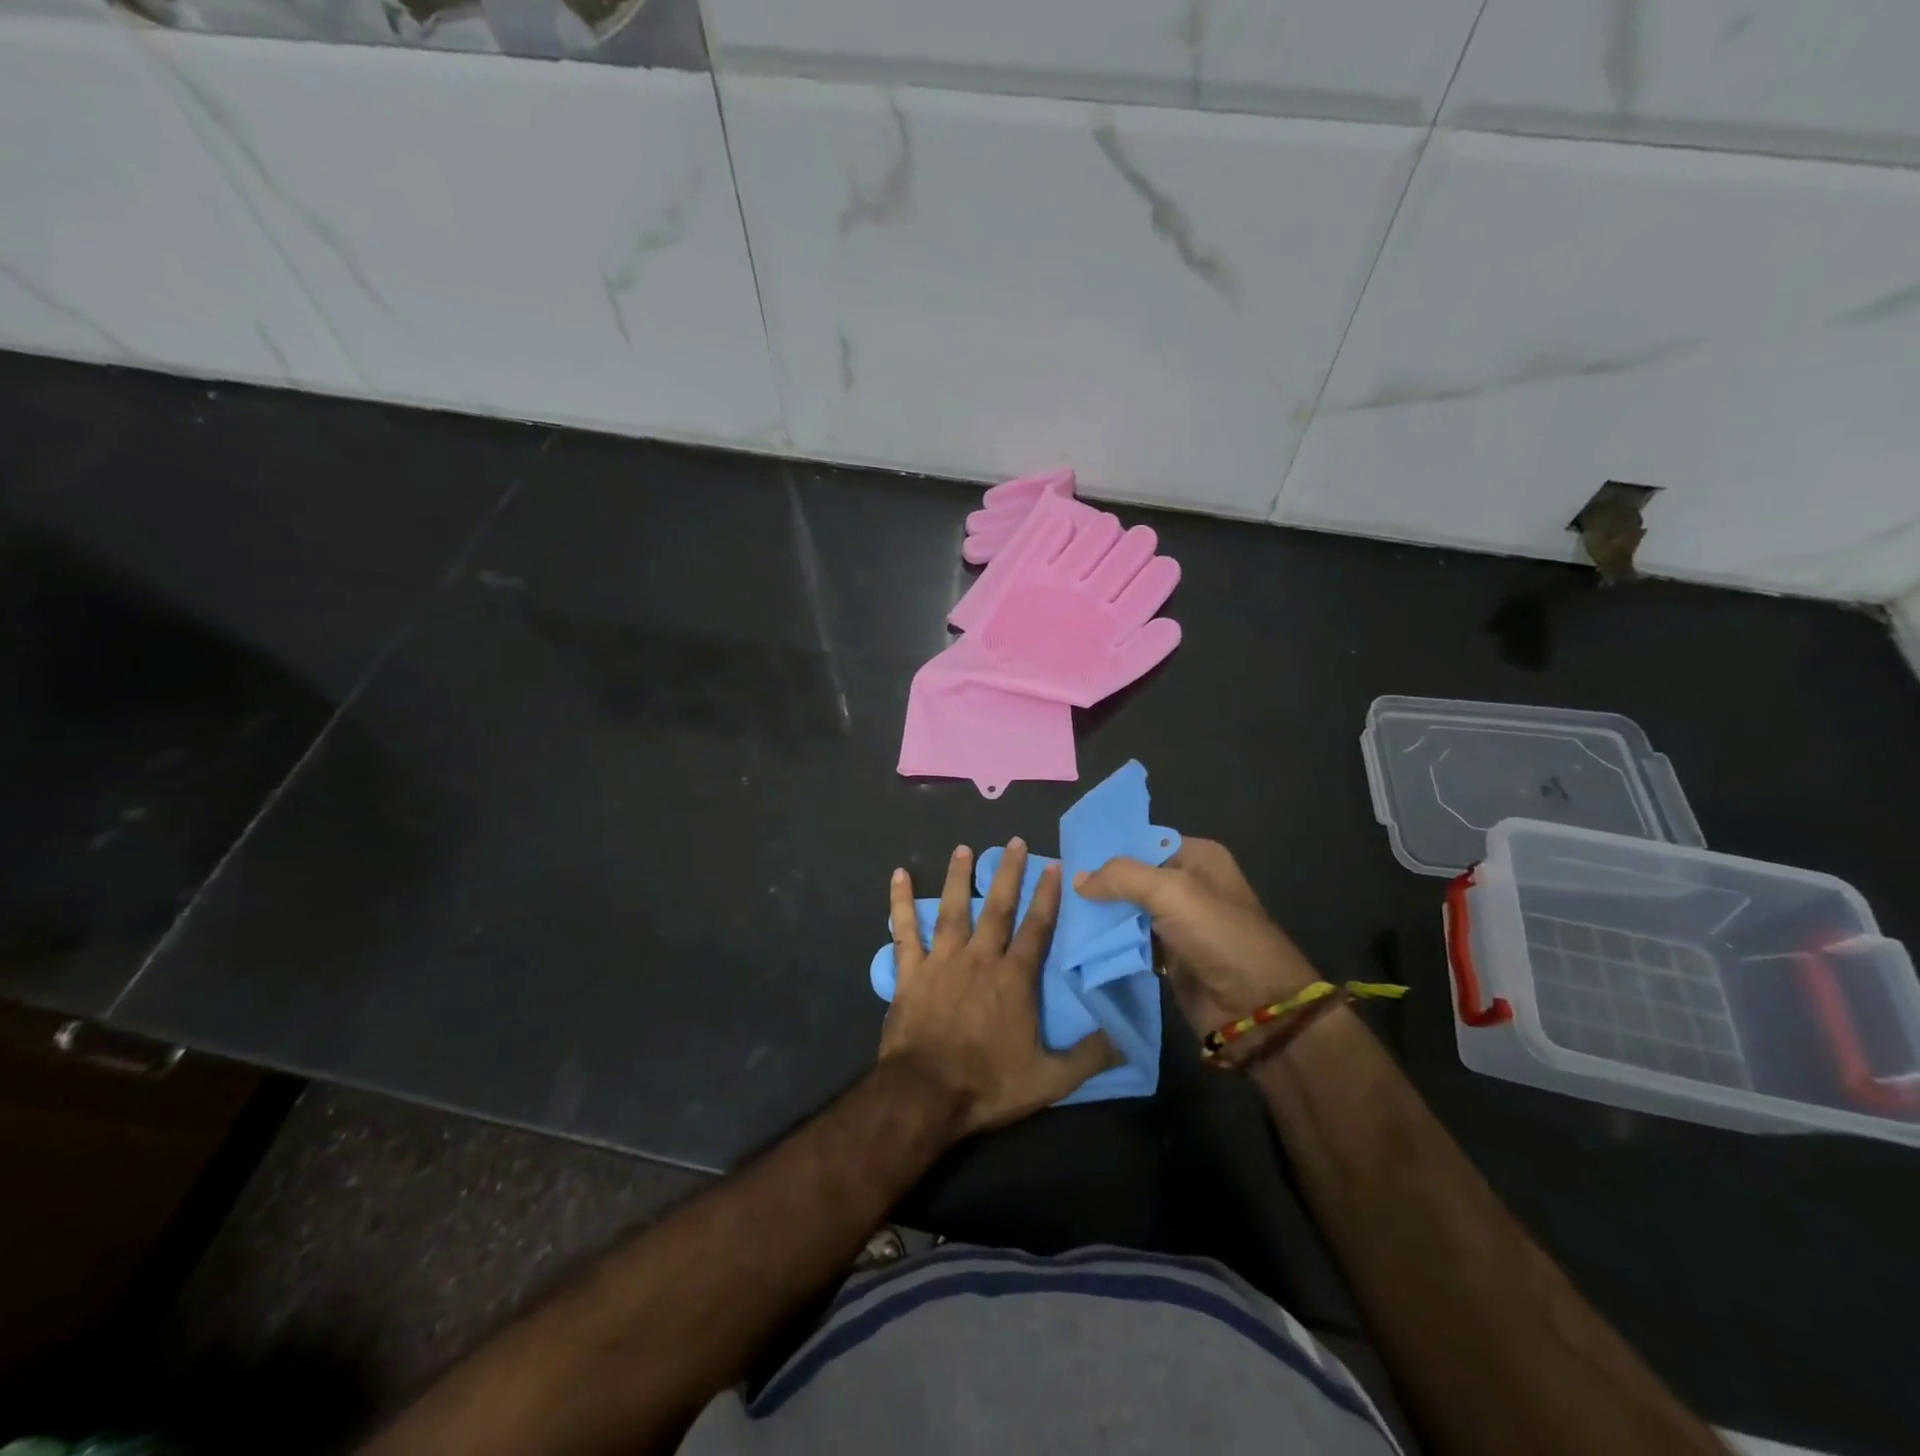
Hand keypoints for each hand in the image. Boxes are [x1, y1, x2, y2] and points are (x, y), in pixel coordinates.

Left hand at [880, 840, 1112, 1134]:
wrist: (925, 1095)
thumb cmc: (987, 1084)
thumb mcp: (1049, 1079)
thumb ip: (1088, 1056)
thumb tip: (1126, 1038)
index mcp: (1014, 978)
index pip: (1036, 928)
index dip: (1046, 896)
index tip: (1053, 865)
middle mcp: (980, 958)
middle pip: (996, 907)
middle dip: (1006, 872)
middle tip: (1013, 841)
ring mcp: (942, 961)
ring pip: (952, 909)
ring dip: (958, 877)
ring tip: (962, 848)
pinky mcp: (910, 972)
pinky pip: (905, 931)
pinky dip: (901, 903)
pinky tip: (898, 876)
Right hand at [1075, 839, 1318, 1037]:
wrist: (1255, 1008)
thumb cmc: (1218, 936)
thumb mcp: (1171, 892)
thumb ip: (1121, 877)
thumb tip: (1077, 879)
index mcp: (1197, 857)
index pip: (1141, 841)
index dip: (1106, 848)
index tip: (1067, 856)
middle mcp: (1187, 884)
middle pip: (1132, 877)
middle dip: (1097, 883)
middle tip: (1055, 886)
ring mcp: (1178, 922)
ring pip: (1127, 910)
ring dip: (1099, 914)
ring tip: (1059, 911)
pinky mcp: (1169, 956)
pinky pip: (1131, 940)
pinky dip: (1109, 941)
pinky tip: (1077, 938)